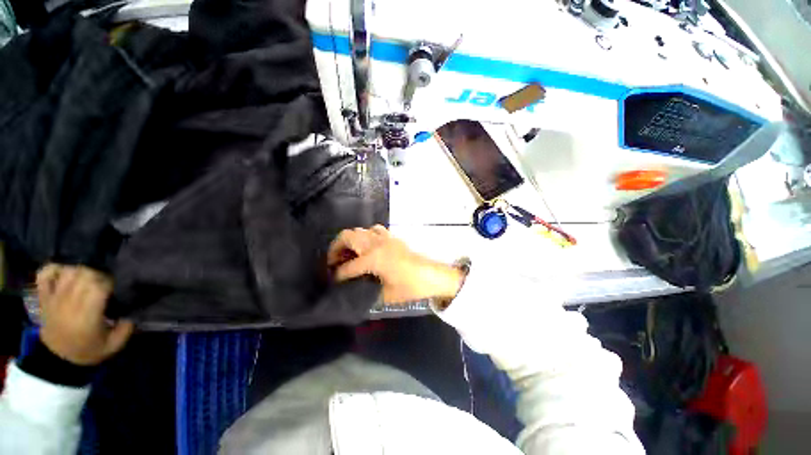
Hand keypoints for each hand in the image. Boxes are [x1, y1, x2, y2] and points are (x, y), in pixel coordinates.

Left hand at [36, 265, 133, 365]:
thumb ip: (126, 327)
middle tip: (105, 283)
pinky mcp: (44, 297)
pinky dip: (55, 269)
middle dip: (99, 275)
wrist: (58, 360)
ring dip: (81, 271)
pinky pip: (44, 274)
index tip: (116, 288)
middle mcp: (69, 303)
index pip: (98, 286)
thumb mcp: (113, 345)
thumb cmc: (87, 351)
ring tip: (88, 279)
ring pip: (68, 271)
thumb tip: (133, 311)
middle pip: (84, 274)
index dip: (110, 283)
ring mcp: (54, 298)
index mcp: (86, 315)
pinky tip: (65, 273)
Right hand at [327, 225, 464, 303]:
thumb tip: (354, 289)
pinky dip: (365, 237)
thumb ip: (367, 291)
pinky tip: (366, 248)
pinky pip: (373, 230)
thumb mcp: (387, 295)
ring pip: (359, 230)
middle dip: (335, 249)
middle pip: (347, 237)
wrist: (432, 275)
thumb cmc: (410, 286)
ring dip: (350, 240)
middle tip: (333, 262)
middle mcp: (376, 243)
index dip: (337, 275)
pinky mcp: (392, 237)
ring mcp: (385, 237)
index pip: (348, 267)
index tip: (332, 281)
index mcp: (373, 258)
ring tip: (348, 254)